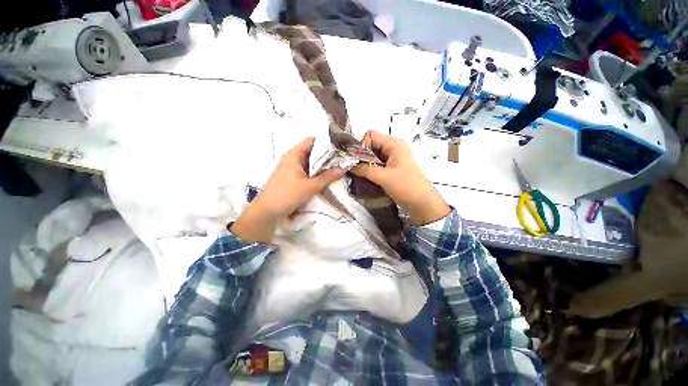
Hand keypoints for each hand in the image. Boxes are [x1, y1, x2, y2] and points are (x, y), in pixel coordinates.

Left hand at [230, 137, 344, 242]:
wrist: (267, 210)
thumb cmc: (288, 194)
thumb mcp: (310, 186)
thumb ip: (327, 177)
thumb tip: (343, 169)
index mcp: (294, 155)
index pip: (311, 141)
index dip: (325, 142)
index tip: (338, 147)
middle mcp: (291, 158)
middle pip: (311, 151)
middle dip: (326, 155)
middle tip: (341, 159)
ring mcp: (290, 167)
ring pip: (308, 162)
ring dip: (320, 165)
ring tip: (336, 167)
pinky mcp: (290, 176)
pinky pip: (305, 170)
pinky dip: (314, 172)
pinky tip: (324, 176)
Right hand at [351, 131, 449, 225]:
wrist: (422, 204)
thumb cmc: (406, 187)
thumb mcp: (383, 177)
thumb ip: (364, 169)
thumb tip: (348, 165)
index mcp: (394, 144)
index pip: (371, 135)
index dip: (362, 146)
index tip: (357, 161)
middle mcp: (393, 149)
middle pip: (371, 146)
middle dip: (361, 156)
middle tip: (356, 169)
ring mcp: (393, 159)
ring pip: (373, 156)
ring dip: (365, 164)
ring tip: (360, 175)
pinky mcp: (392, 169)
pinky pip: (377, 165)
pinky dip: (370, 170)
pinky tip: (366, 179)